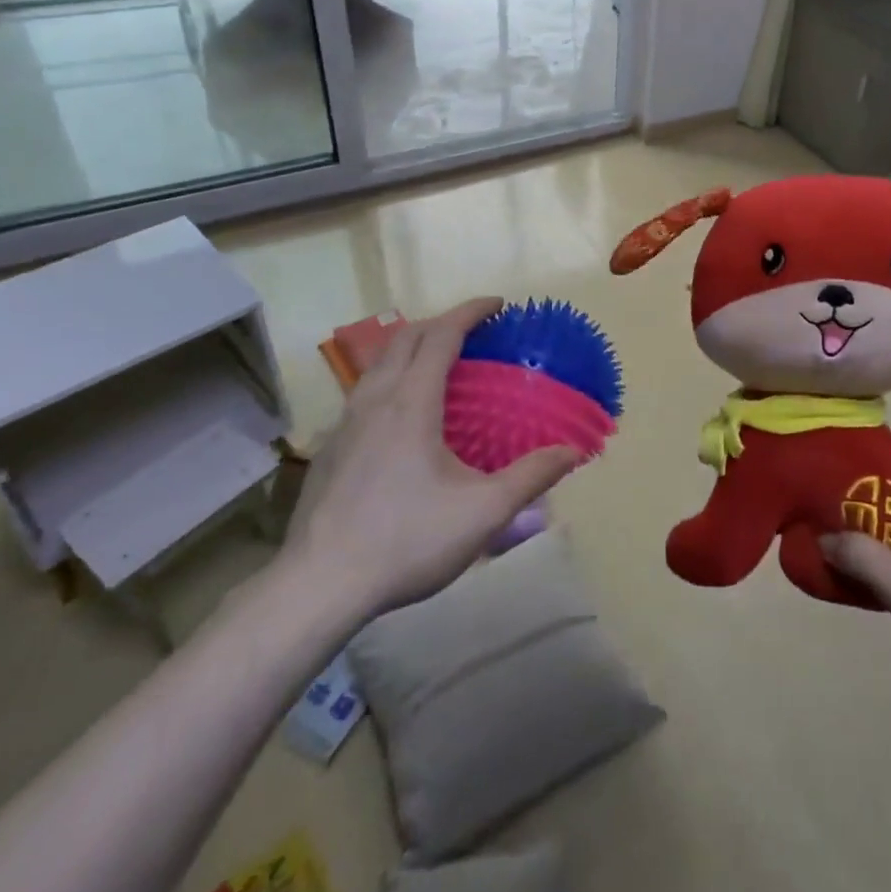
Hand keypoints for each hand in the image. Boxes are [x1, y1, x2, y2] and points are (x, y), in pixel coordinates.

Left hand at [281, 297, 577, 625]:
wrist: (318, 586)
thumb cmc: (406, 540)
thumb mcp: (483, 513)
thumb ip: (531, 477)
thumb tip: (572, 452)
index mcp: (411, 401)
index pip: (441, 334)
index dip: (471, 311)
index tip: (499, 305)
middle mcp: (375, 399)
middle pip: (406, 337)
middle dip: (442, 322)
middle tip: (474, 332)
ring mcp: (345, 422)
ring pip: (379, 362)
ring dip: (412, 347)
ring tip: (440, 365)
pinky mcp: (329, 447)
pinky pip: (364, 390)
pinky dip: (391, 378)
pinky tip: (402, 416)